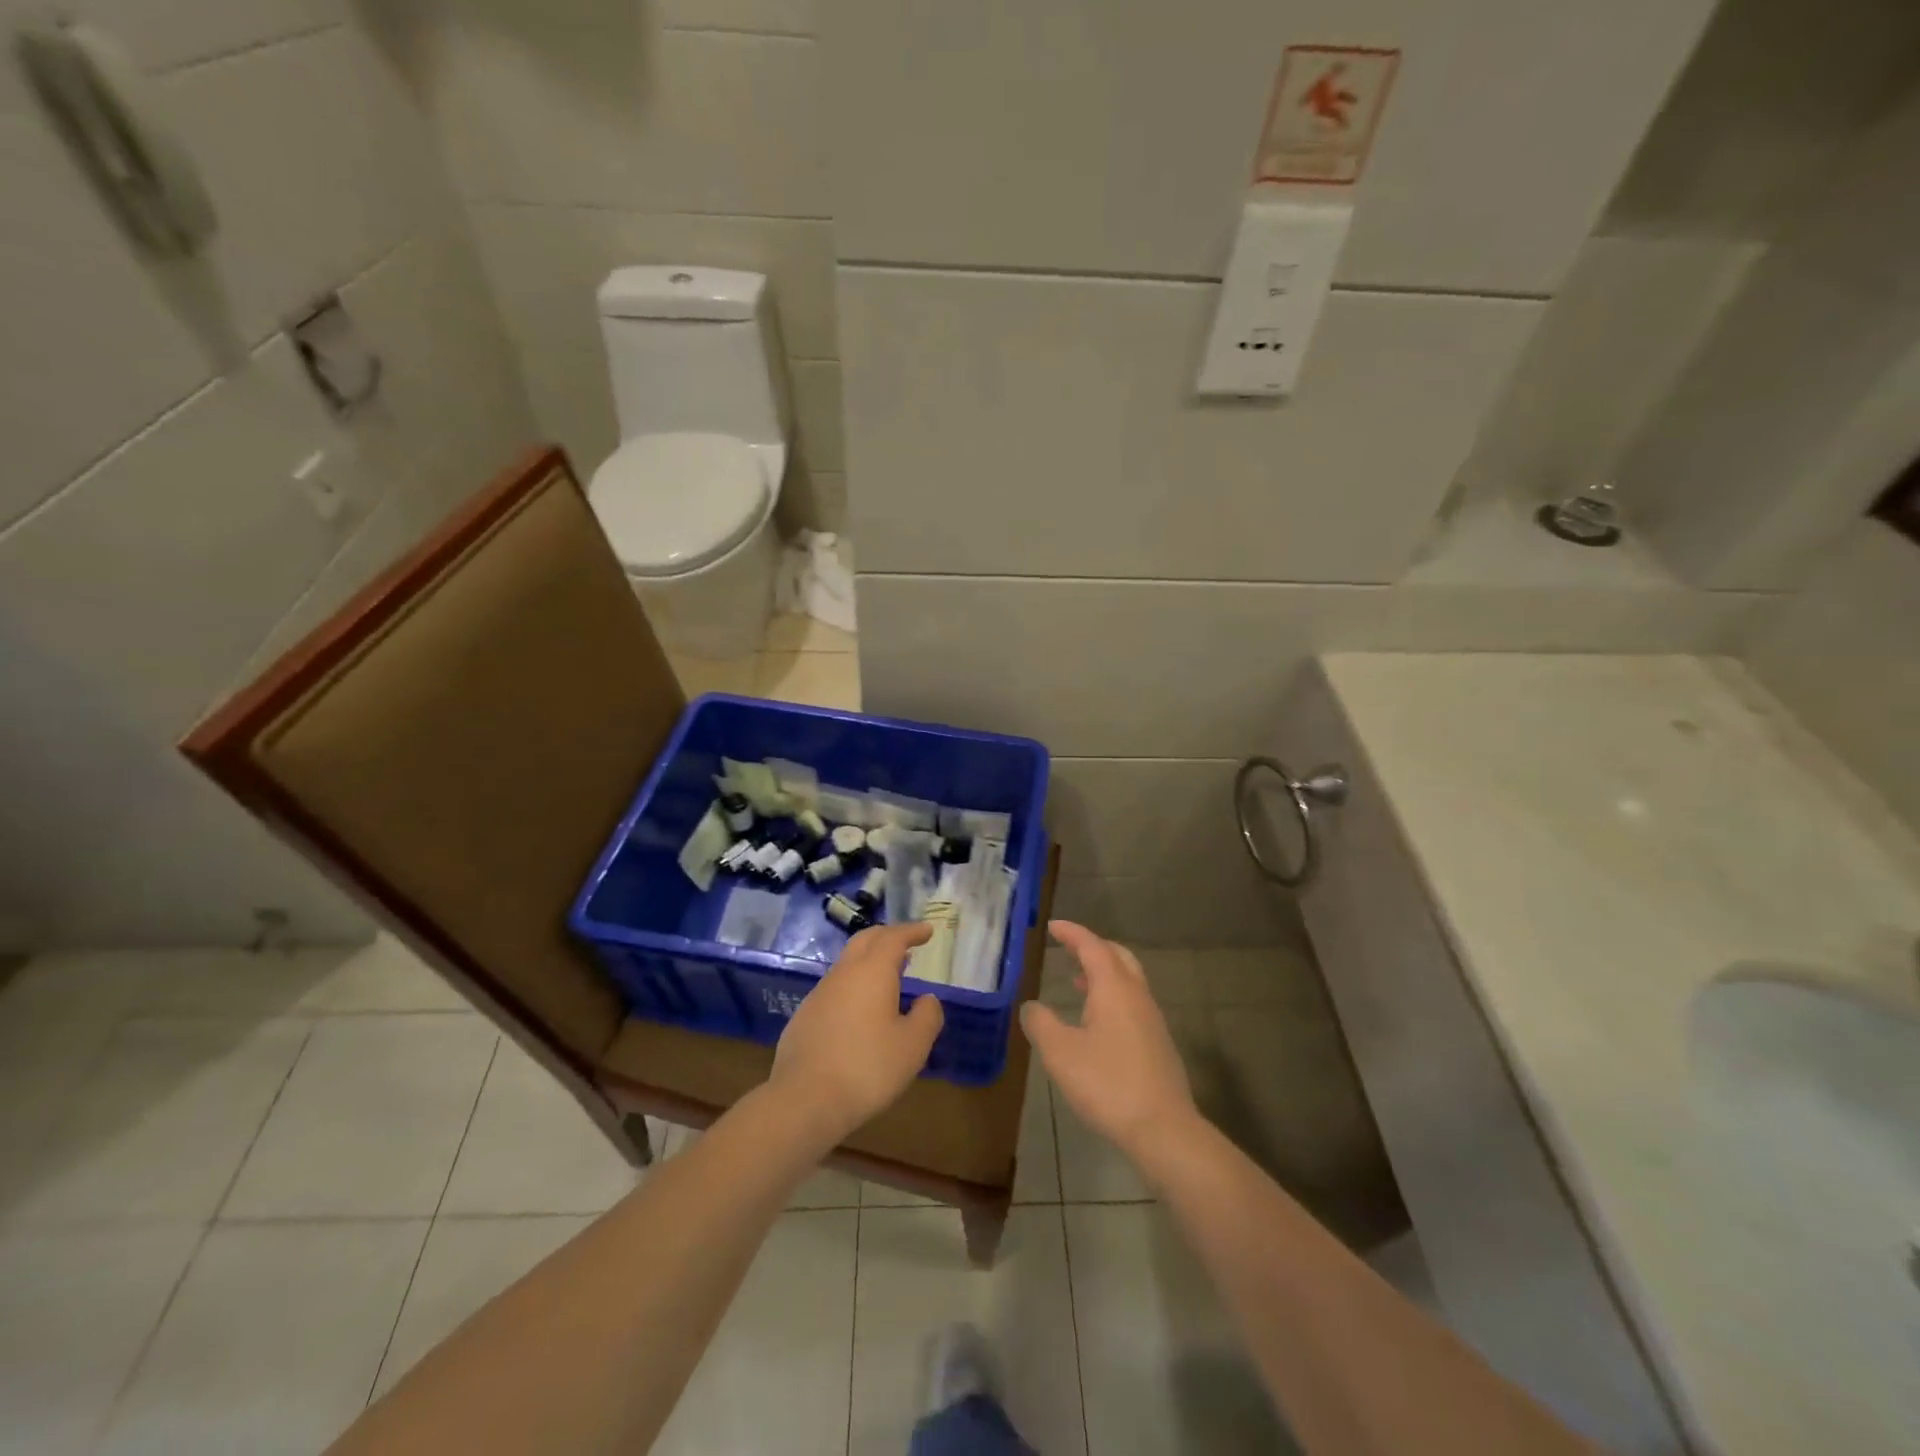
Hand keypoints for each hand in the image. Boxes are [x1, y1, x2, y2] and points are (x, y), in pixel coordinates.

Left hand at [770, 922, 943, 1145]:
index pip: (893, 938)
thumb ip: (927, 1016)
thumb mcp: (912, 1046)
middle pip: (865, 941)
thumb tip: (927, 999)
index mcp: (872, 972)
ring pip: (847, 964)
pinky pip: (834, 988)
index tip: (927, 931)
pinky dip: (853, 986)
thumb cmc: (867, 1068)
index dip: (912, 931)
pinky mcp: (803, 1017)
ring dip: (869, 962)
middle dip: (887, 936)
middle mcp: (843, 974)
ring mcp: (819, 994)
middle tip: (906, 944)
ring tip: (888, 977)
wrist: (804, 1100)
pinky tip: (859, 1011)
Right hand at [1022, 921, 1198, 1164]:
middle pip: (1117, 957)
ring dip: (1103, 973)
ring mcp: (1152, 1020)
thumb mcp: (1060, 1053)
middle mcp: (1137, 996)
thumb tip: (1030, 1006)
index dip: (1072, 933)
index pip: (1092, 946)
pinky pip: (1133, 1003)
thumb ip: (1041, 1024)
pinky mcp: (1158, 1044)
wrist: (1163, 1129)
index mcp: (1114, 988)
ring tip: (1077, 980)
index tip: (1053, 927)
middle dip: (1092, 947)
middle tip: (1068, 947)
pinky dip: (1112, 996)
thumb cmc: (1107, 1084)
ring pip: (1128, 980)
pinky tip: (1096, 1022)